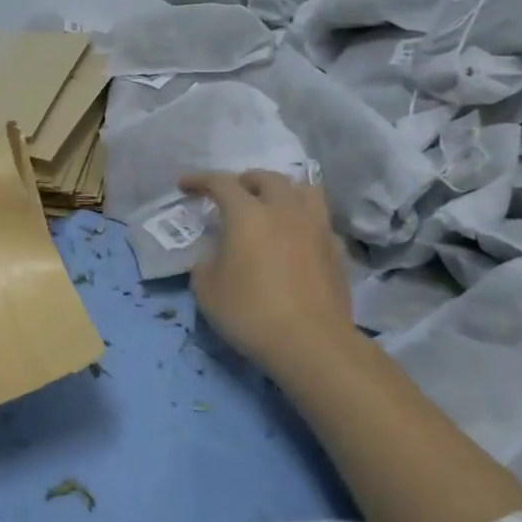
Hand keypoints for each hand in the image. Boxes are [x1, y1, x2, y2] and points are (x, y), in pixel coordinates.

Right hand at [182, 170, 359, 375]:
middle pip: (267, 178)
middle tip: (233, 193)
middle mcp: (284, 210)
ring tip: (271, 205)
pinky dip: (303, 221)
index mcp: (247, 214)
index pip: (221, 182)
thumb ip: (205, 264)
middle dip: (246, 180)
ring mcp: (316, 228)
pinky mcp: (336, 250)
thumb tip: (214, 257)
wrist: (312, 343)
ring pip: (303, 190)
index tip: (184, 185)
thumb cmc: (250, 312)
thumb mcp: (207, 290)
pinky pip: (319, 221)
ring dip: (283, 191)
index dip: (200, 180)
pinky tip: (296, 239)